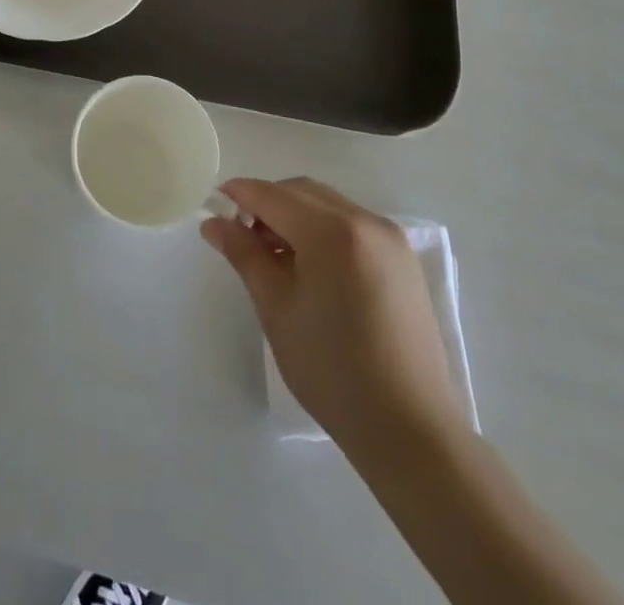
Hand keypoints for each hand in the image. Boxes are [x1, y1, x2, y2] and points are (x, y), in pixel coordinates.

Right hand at [202, 177, 467, 448]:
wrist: (410, 430)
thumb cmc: (332, 370)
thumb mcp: (276, 308)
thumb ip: (244, 254)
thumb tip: (213, 222)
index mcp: (332, 231)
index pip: (273, 195)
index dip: (239, 195)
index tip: (213, 206)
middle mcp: (365, 220)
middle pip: (302, 193)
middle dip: (267, 204)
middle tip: (242, 238)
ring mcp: (390, 239)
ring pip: (327, 205)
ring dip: (295, 216)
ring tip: (275, 256)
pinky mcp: (403, 259)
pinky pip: (352, 224)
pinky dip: (323, 230)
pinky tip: (312, 267)